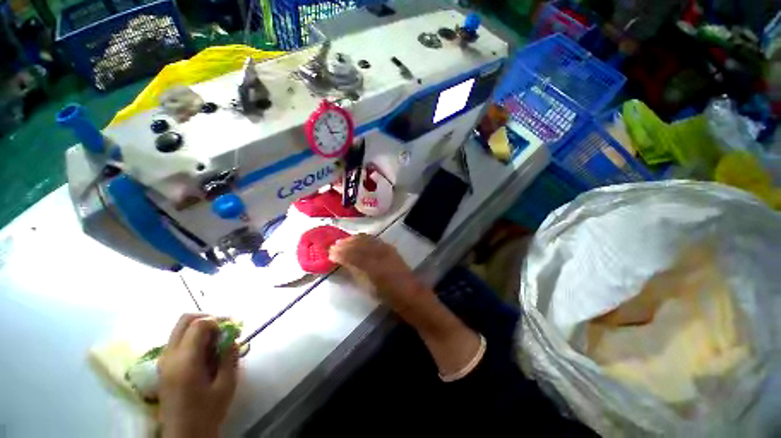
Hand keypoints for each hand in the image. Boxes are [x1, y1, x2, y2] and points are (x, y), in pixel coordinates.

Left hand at [158, 314, 237, 437]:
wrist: (184, 434)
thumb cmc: (207, 411)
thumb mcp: (226, 384)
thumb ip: (229, 356)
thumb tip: (232, 336)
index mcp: (185, 361)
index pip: (198, 324)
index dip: (218, 320)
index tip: (232, 327)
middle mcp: (170, 356)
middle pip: (184, 320)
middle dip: (207, 317)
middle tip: (224, 327)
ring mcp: (163, 361)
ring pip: (180, 329)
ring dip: (200, 327)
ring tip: (217, 340)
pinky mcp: (163, 366)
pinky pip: (178, 340)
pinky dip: (193, 337)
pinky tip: (206, 351)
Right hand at [330, 235, 481, 377]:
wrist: (412, 297)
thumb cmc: (390, 297)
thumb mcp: (370, 287)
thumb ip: (356, 272)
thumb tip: (343, 261)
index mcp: (374, 265)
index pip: (353, 254)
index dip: (340, 252)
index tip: (329, 252)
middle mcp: (381, 253)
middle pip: (359, 243)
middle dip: (345, 244)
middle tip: (334, 246)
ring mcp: (387, 250)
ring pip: (367, 239)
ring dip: (354, 239)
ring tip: (344, 242)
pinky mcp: (391, 250)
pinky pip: (375, 240)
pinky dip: (364, 239)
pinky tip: (359, 241)